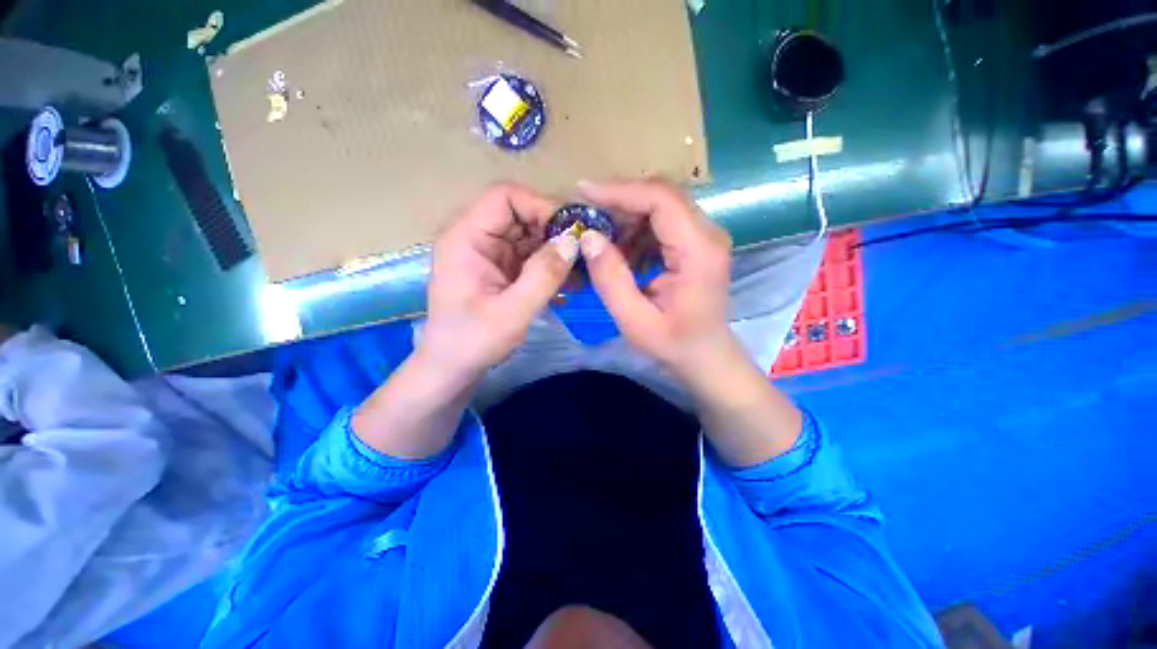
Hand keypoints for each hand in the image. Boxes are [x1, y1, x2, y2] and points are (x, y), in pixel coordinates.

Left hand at [420, 183, 577, 384]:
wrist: (451, 368)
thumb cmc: (473, 342)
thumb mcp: (513, 311)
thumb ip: (544, 275)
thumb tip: (574, 241)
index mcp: (466, 238)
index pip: (505, 197)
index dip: (540, 206)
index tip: (571, 232)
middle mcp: (476, 238)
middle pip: (520, 214)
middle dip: (554, 231)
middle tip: (584, 252)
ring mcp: (489, 254)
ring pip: (529, 235)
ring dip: (556, 250)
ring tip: (582, 271)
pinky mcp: (500, 269)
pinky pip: (529, 256)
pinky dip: (550, 265)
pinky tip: (570, 283)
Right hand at [577, 180, 734, 378]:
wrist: (705, 354)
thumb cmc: (673, 343)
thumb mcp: (634, 320)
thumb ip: (611, 279)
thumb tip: (589, 237)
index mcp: (698, 251)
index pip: (662, 199)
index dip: (621, 190)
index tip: (584, 192)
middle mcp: (708, 233)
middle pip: (662, 195)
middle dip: (619, 200)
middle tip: (586, 214)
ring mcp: (705, 235)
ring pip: (661, 205)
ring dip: (626, 215)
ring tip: (599, 236)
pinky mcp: (697, 242)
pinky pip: (663, 220)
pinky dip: (636, 228)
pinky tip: (620, 249)